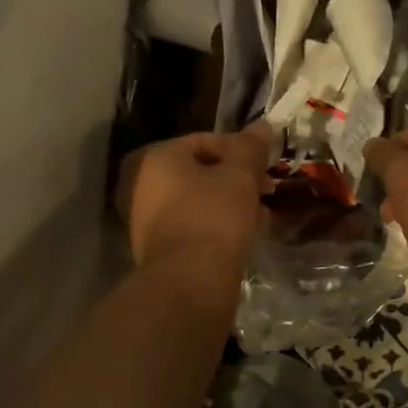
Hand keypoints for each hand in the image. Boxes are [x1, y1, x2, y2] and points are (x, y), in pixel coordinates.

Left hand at [115, 123, 274, 274]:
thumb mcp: (240, 177)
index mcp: (156, 156)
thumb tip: (263, 125)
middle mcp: (140, 182)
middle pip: (199, 171)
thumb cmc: (214, 217)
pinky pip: (190, 224)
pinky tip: (238, 236)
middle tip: (264, 193)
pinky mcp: (155, 246)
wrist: (190, 281)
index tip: (267, 171)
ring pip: (196, 199)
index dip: (242, 153)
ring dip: (227, 203)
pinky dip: (214, 224)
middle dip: (235, 180)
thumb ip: (250, 148)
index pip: (206, 141)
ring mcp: (143, 217)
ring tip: (257, 217)